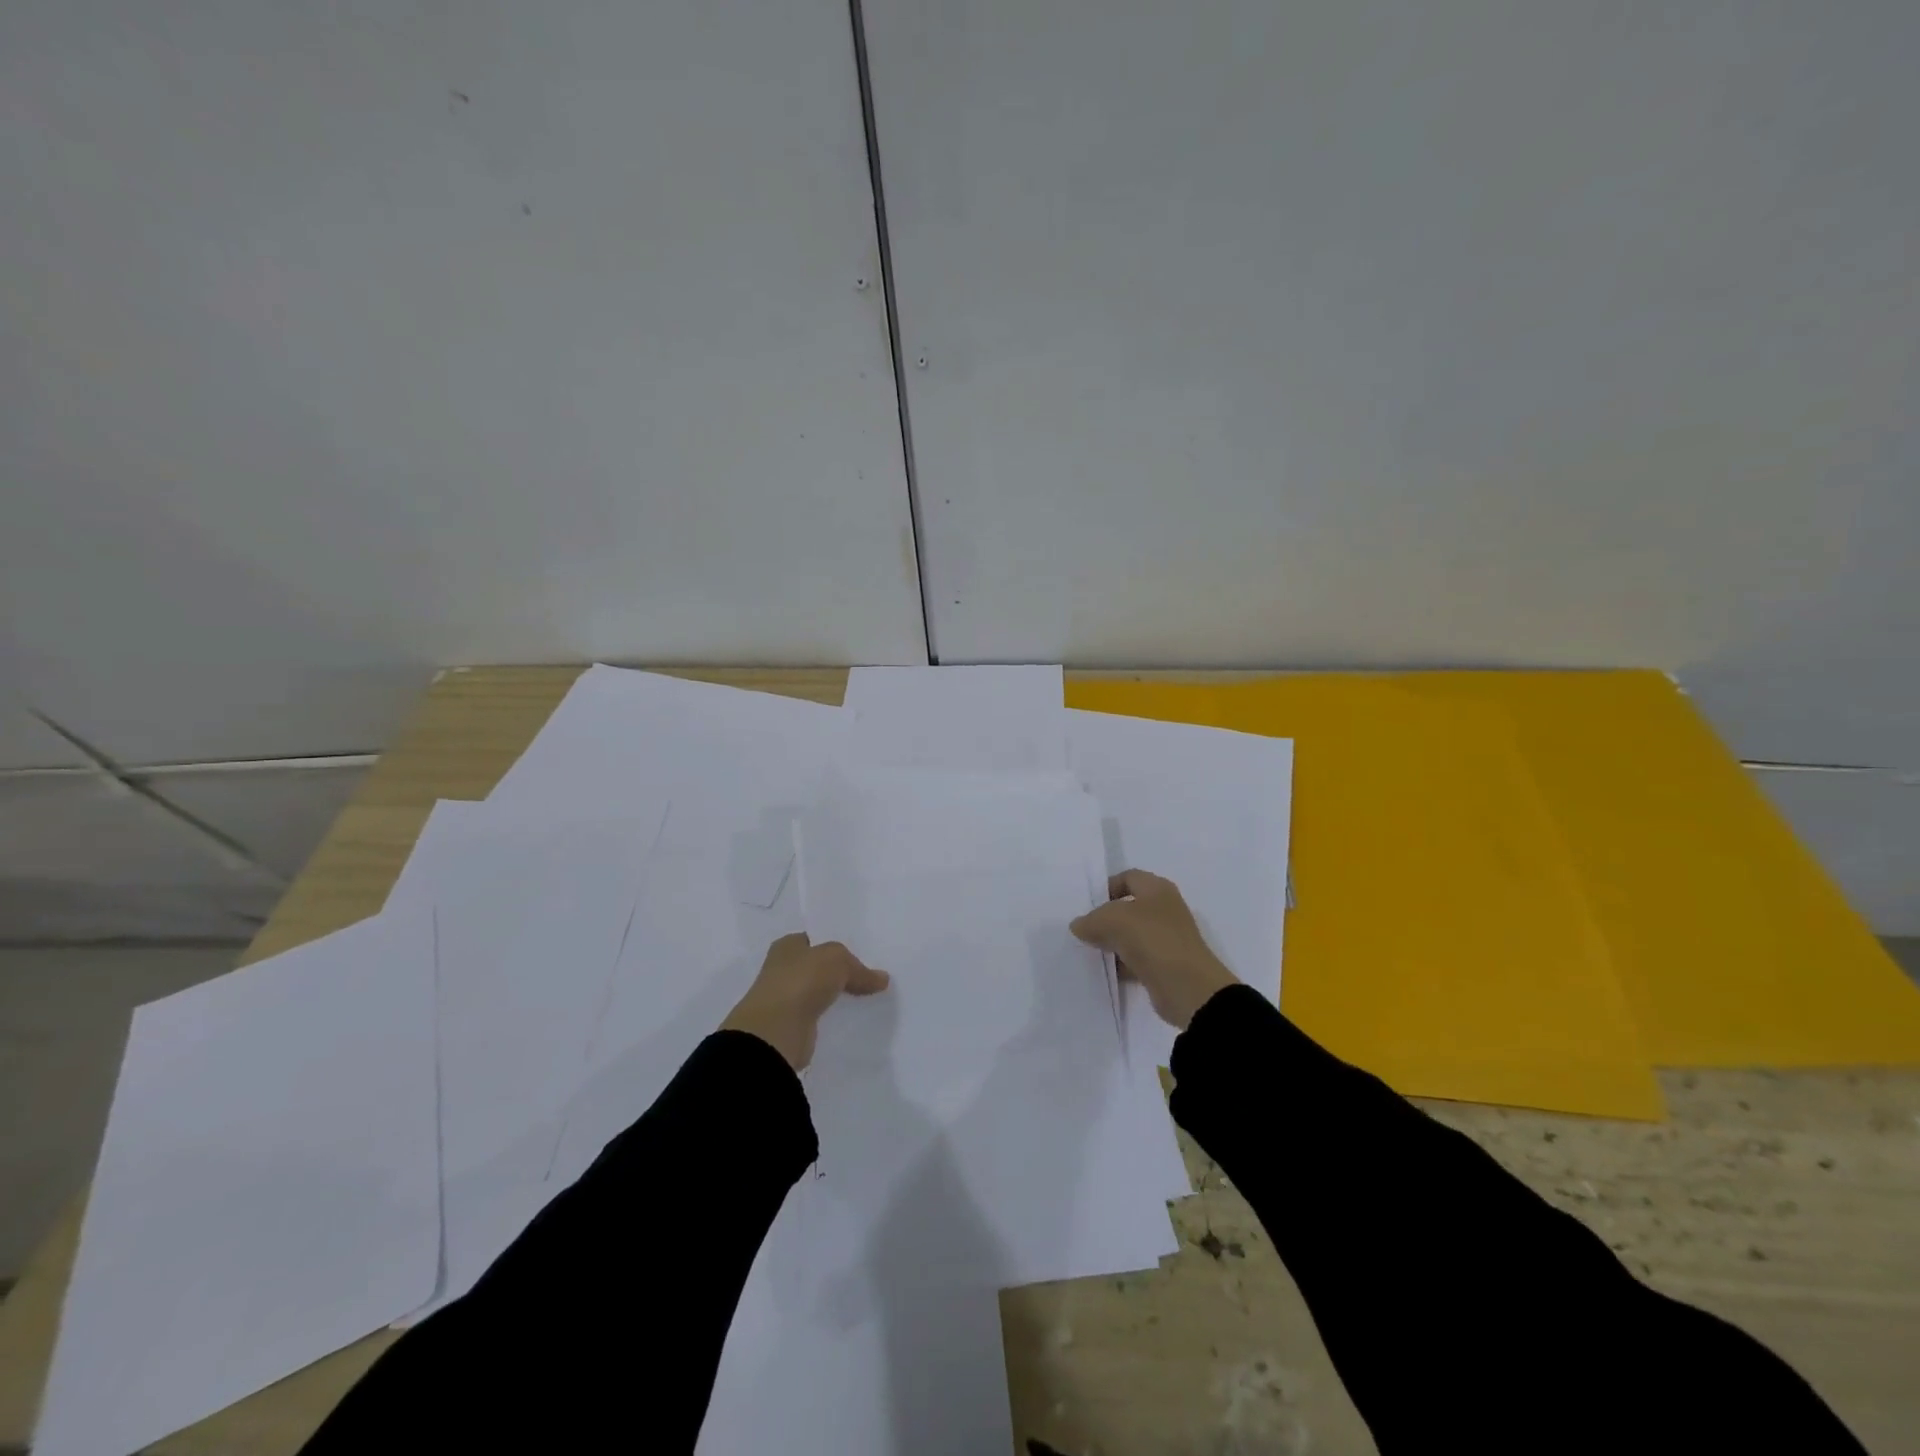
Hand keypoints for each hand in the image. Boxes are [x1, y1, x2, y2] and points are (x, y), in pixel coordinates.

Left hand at [721, 933, 890, 1069]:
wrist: (776, 1032)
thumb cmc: (801, 981)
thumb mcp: (837, 960)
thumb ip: (860, 968)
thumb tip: (882, 979)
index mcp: (787, 946)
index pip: (816, 939)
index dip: (837, 943)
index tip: (863, 952)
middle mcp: (783, 969)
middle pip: (819, 966)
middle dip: (840, 971)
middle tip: (871, 975)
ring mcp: (787, 999)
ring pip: (820, 992)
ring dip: (838, 995)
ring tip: (869, 996)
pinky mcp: (794, 1026)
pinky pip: (820, 1016)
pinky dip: (834, 1017)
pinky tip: (854, 1018)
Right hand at [1070, 869, 1237, 1030]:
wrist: (1188, 989)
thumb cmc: (1152, 940)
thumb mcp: (1112, 920)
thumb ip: (1091, 920)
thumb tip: (1079, 926)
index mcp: (1158, 889)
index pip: (1128, 877)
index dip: (1107, 886)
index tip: (1087, 904)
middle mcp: (1164, 910)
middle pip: (1128, 907)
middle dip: (1105, 917)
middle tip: (1082, 928)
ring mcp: (1166, 939)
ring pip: (1131, 935)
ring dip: (1111, 942)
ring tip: (1087, 950)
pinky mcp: (1164, 966)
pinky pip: (1136, 959)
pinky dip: (1120, 964)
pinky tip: (1104, 970)